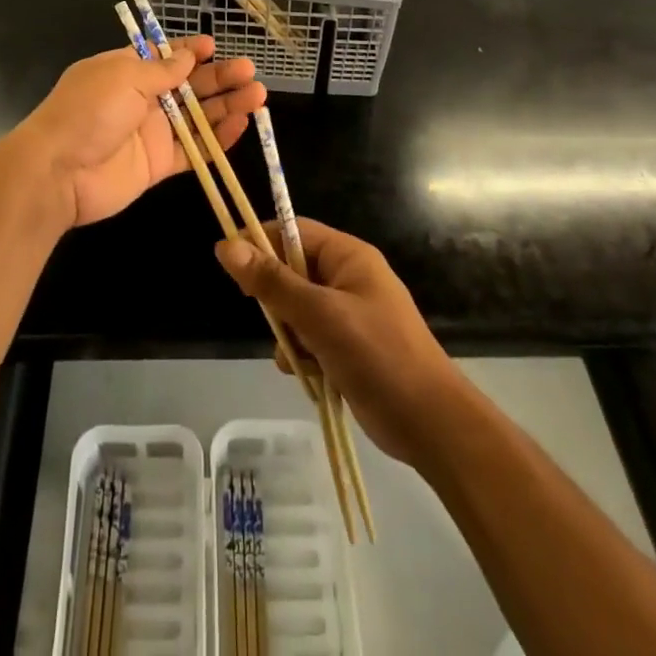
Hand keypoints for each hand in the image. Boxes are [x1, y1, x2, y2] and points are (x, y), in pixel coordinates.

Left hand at [14, 35, 263, 228]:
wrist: (58, 172)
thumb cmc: (88, 111)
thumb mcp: (124, 77)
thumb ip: (162, 70)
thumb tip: (189, 55)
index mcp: (126, 71)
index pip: (164, 57)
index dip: (190, 51)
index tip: (215, 47)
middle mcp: (142, 99)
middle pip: (188, 86)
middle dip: (219, 77)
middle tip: (250, 71)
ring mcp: (152, 133)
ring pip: (198, 117)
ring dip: (227, 106)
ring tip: (258, 95)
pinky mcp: (159, 164)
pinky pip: (195, 150)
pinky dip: (218, 140)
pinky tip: (242, 126)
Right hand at [215, 219, 464, 465]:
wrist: (430, 424)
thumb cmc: (378, 356)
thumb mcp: (320, 316)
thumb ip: (273, 283)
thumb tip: (225, 246)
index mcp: (348, 256)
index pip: (293, 231)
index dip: (261, 242)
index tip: (230, 264)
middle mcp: (348, 278)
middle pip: (293, 271)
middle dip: (278, 299)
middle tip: (276, 323)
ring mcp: (350, 314)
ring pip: (297, 309)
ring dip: (289, 332)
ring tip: (299, 356)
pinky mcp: (349, 347)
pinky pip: (310, 337)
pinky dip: (302, 354)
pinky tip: (307, 374)